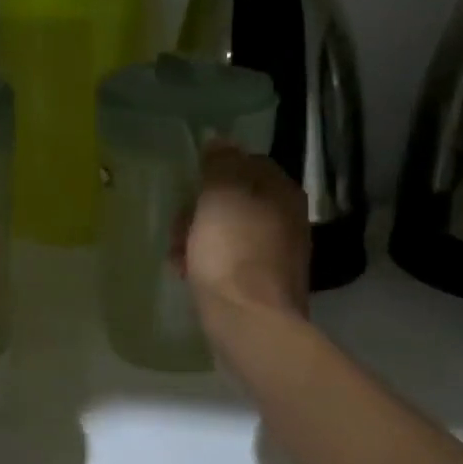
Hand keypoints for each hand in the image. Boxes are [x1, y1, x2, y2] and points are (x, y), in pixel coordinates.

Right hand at [178, 143, 309, 322]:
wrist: (250, 322)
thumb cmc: (231, 251)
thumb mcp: (219, 196)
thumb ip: (220, 163)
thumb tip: (220, 140)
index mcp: (281, 192)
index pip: (248, 162)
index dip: (214, 170)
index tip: (189, 185)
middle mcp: (287, 218)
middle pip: (235, 199)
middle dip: (199, 209)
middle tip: (177, 223)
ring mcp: (278, 254)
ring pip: (228, 231)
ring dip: (197, 237)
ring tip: (175, 254)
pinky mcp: (263, 284)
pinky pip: (229, 261)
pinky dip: (207, 262)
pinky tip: (186, 274)